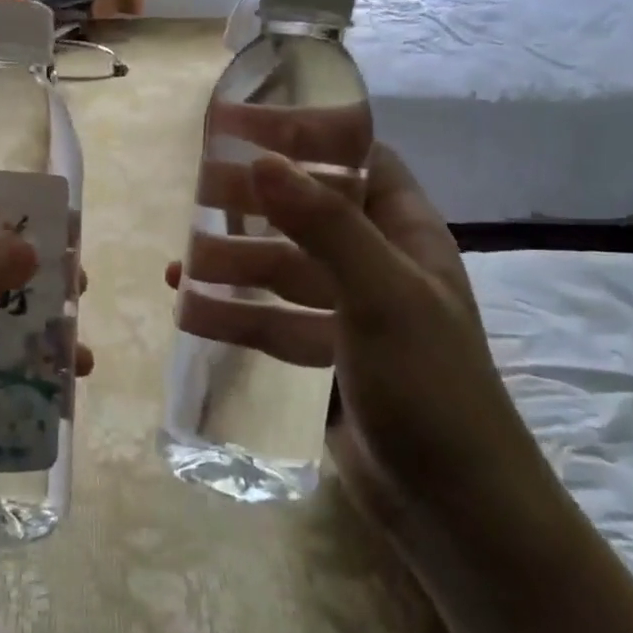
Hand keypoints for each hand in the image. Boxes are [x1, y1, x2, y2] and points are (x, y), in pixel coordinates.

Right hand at [167, 145, 543, 537]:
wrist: (452, 508)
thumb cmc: (429, 385)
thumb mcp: (381, 294)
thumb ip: (324, 225)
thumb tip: (261, 160)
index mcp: (406, 236)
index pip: (361, 161)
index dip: (311, 136)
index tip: (252, 124)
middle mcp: (378, 267)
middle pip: (309, 215)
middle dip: (257, 202)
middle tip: (198, 190)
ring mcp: (349, 316)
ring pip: (283, 272)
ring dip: (235, 262)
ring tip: (180, 260)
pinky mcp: (324, 361)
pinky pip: (272, 323)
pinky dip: (234, 313)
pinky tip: (190, 309)